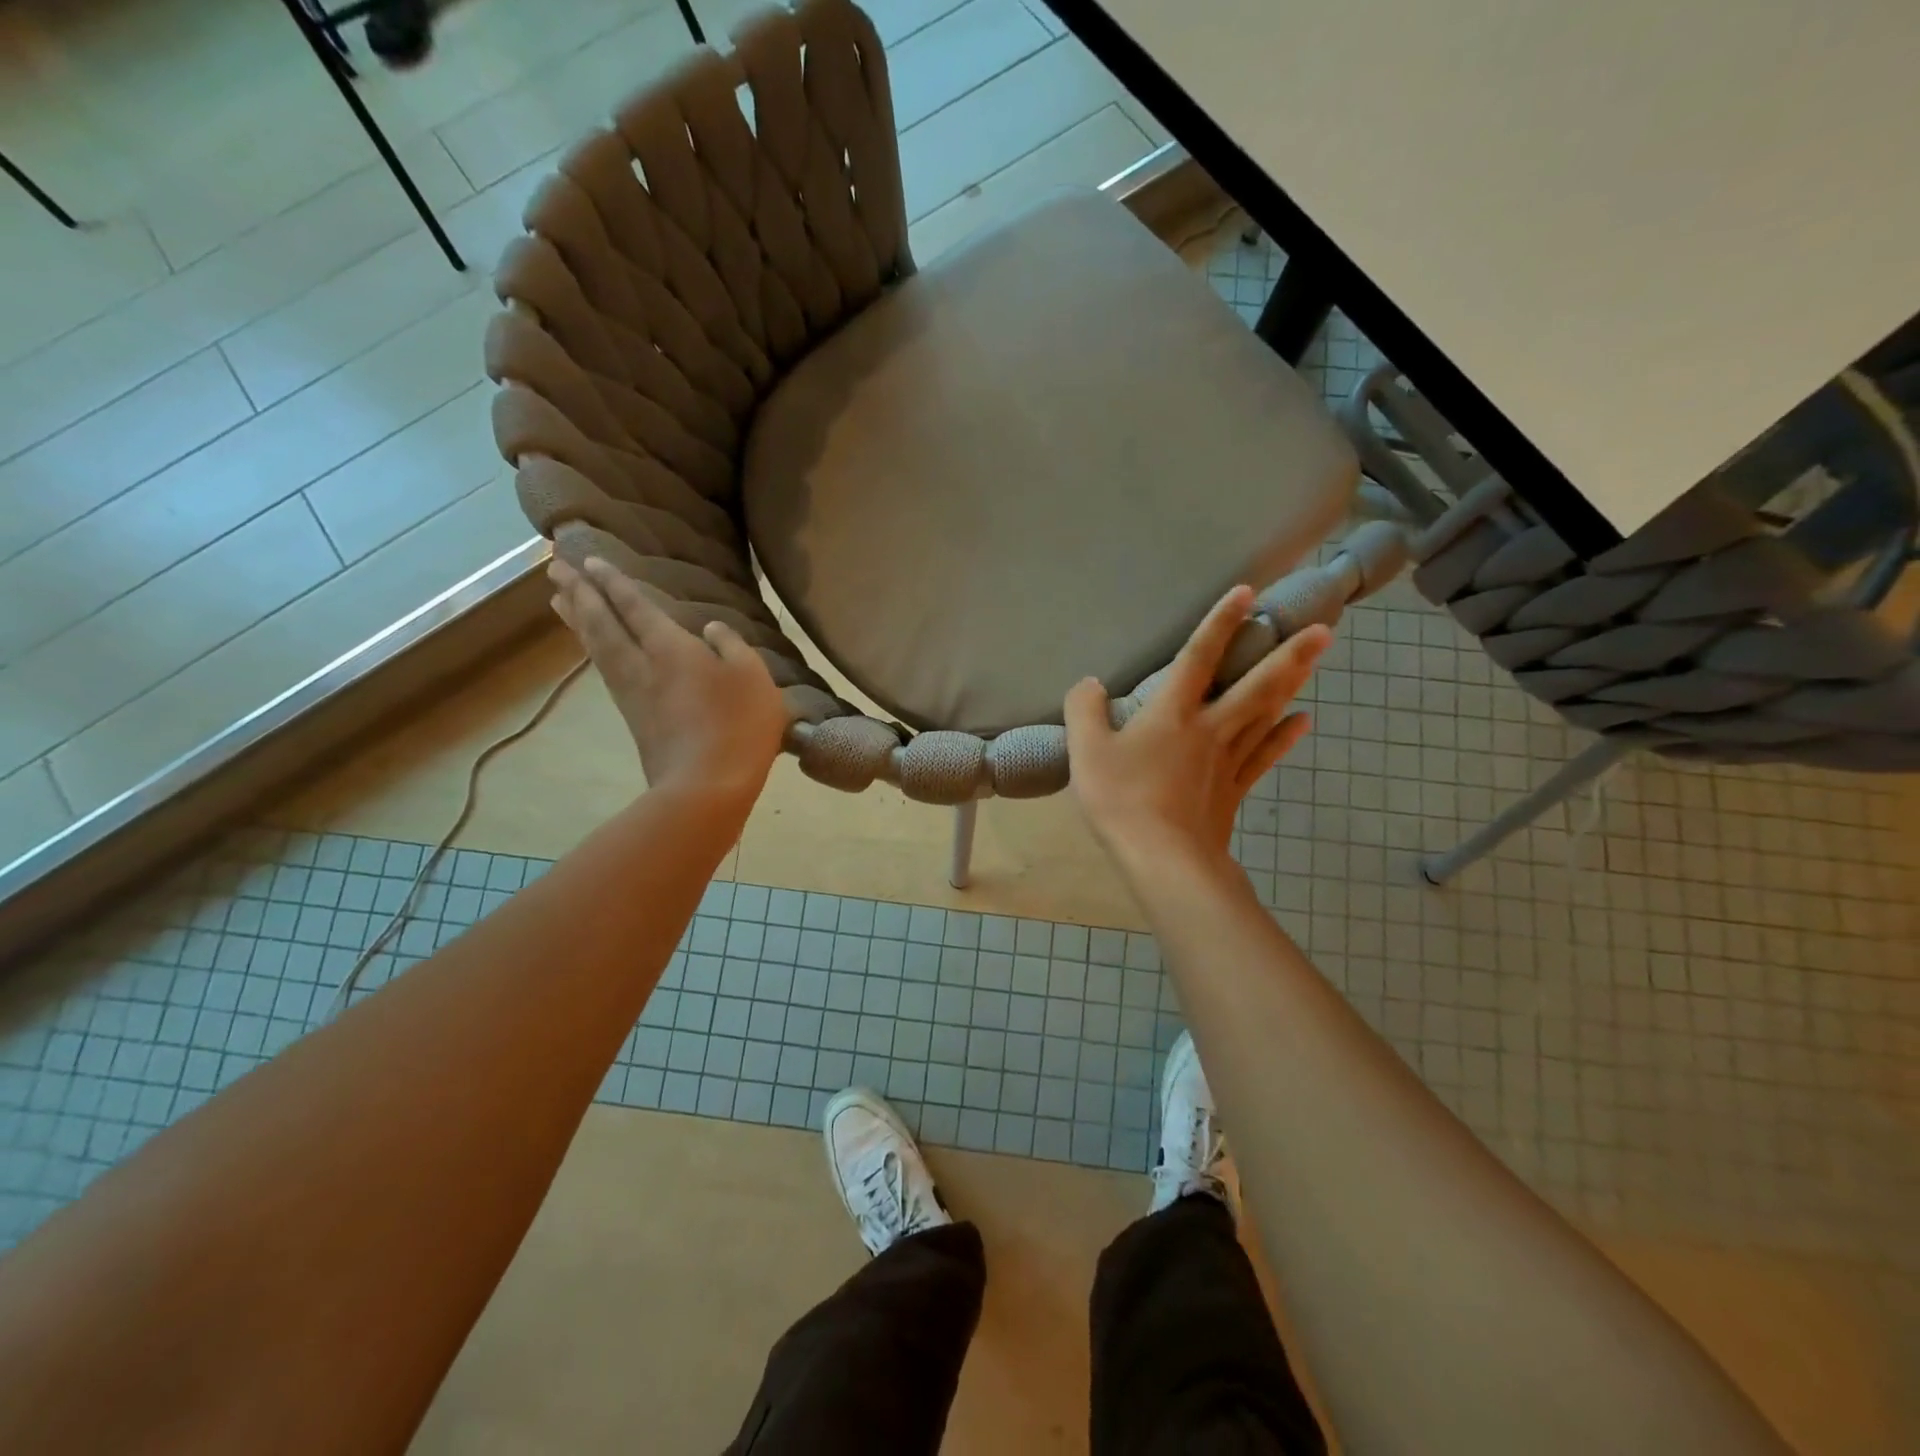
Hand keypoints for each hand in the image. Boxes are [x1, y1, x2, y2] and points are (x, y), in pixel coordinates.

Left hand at [549, 556, 786, 804]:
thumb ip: (732, 645)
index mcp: (670, 648)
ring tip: (558, 600)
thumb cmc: (737, 725)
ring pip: (597, 647)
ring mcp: (633, 694)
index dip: (613, 582)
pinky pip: (605, 669)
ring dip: (577, 620)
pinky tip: (593, 648)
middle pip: (602, 623)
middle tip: (554, 568)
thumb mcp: (752, 676)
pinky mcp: (634, 718)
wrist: (707, 786)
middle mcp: (641, 665)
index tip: (589, 561)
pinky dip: (592, 649)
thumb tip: (711, 629)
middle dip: (580, 593)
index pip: (634, 606)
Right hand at [1065, 586, 1329, 869]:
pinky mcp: (1235, 789)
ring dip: (1292, 684)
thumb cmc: (1122, 800)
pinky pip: (1264, 755)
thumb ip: (1083, 711)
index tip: (1247, 592)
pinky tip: (1303, 721)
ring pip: (1266, 713)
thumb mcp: (1086, 751)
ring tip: (1315, 660)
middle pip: (1255, 684)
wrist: (1163, 858)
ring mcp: (1227, 759)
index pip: (1199, 657)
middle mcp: (1209, 727)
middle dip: (1288, 654)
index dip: (1221, 623)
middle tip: (1324, 629)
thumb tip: (1089, 684)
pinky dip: (1284, 736)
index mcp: (1172, 713)